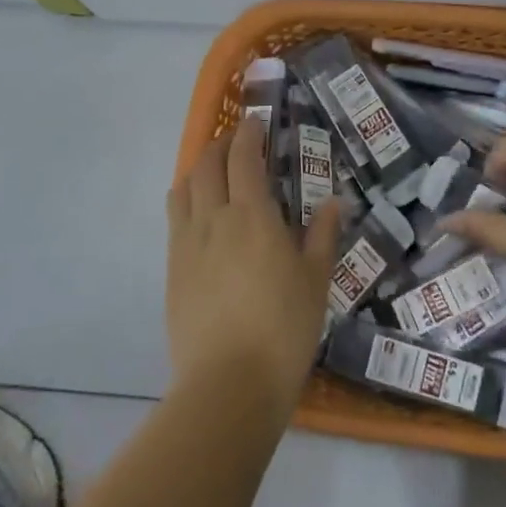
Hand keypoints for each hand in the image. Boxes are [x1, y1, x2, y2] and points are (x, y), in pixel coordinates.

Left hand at [165, 116, 342, 415]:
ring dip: (199, 168)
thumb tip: (333, 202)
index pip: (243, 158)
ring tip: (215, 171)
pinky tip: (200, 212)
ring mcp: (186, 243)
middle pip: (207, 165)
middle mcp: (213, 218)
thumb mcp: (315, 281)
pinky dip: (186, 198)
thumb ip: (321, 236)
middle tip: (239, 143)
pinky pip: (174, 217)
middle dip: (222, 145)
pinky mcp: (172, 268)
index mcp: (252, 216)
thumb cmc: (284, 330)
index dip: (248, 134)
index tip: (257, 123)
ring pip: (184, 186)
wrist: (229, 383)